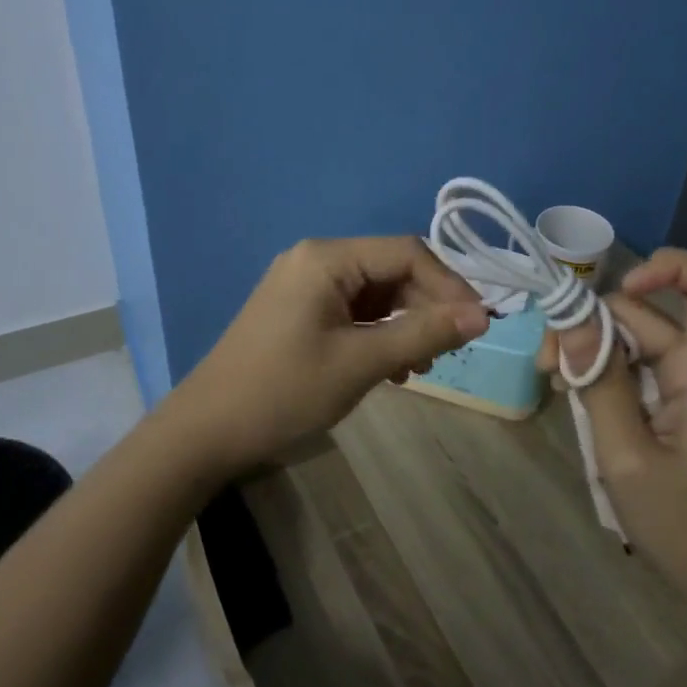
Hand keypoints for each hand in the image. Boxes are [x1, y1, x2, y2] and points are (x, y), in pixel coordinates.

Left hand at [166, 236, 488, 477]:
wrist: (205, 433)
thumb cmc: (283, 393)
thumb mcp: (360, 364)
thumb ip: (423, 334)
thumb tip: (482, 316)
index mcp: (326, 258)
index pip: (406, 253)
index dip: (448, 286)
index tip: (477, 325)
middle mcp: (315, 260)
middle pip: (391, 270)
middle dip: (426, 307)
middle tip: (449, 351)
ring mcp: (304, 285)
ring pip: (375, 293)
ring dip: (405, 324)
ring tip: (422, 366)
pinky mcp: (298, 311)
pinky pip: (353, 311)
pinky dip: (378, 334)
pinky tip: (392, 368)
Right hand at [538, 248, 686, 618]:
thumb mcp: (628, 457)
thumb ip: (599, 384)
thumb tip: (570, 318)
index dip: (669, 267)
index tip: (618, 292)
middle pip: (648, 314)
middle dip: (592, 325)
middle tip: (548, 365)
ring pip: (635, 343)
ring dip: (591, 353)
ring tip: (554, 384)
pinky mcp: (676, 410)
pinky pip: (636, 373)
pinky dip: (603, 377)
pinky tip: (575, 399)